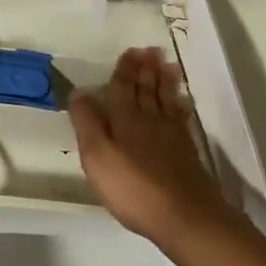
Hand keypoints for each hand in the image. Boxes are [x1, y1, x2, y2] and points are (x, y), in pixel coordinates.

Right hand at [69, 47, 235, 247]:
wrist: (185, 216)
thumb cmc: (134, 188)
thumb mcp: (97, 156)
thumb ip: (87, 123)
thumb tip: (79, 92)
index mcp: (125, 119)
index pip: (123, 88)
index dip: (125, 70)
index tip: (130, 51)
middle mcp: (149, 120)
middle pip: (147, 89)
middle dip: (146, 69)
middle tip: (150, 50)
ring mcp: (171, 135)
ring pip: (166, 99)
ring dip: (165, 81)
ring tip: (168, 65)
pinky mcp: (186, 151)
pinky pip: (180, 117)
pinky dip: (180, 104)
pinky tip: (182, 101)